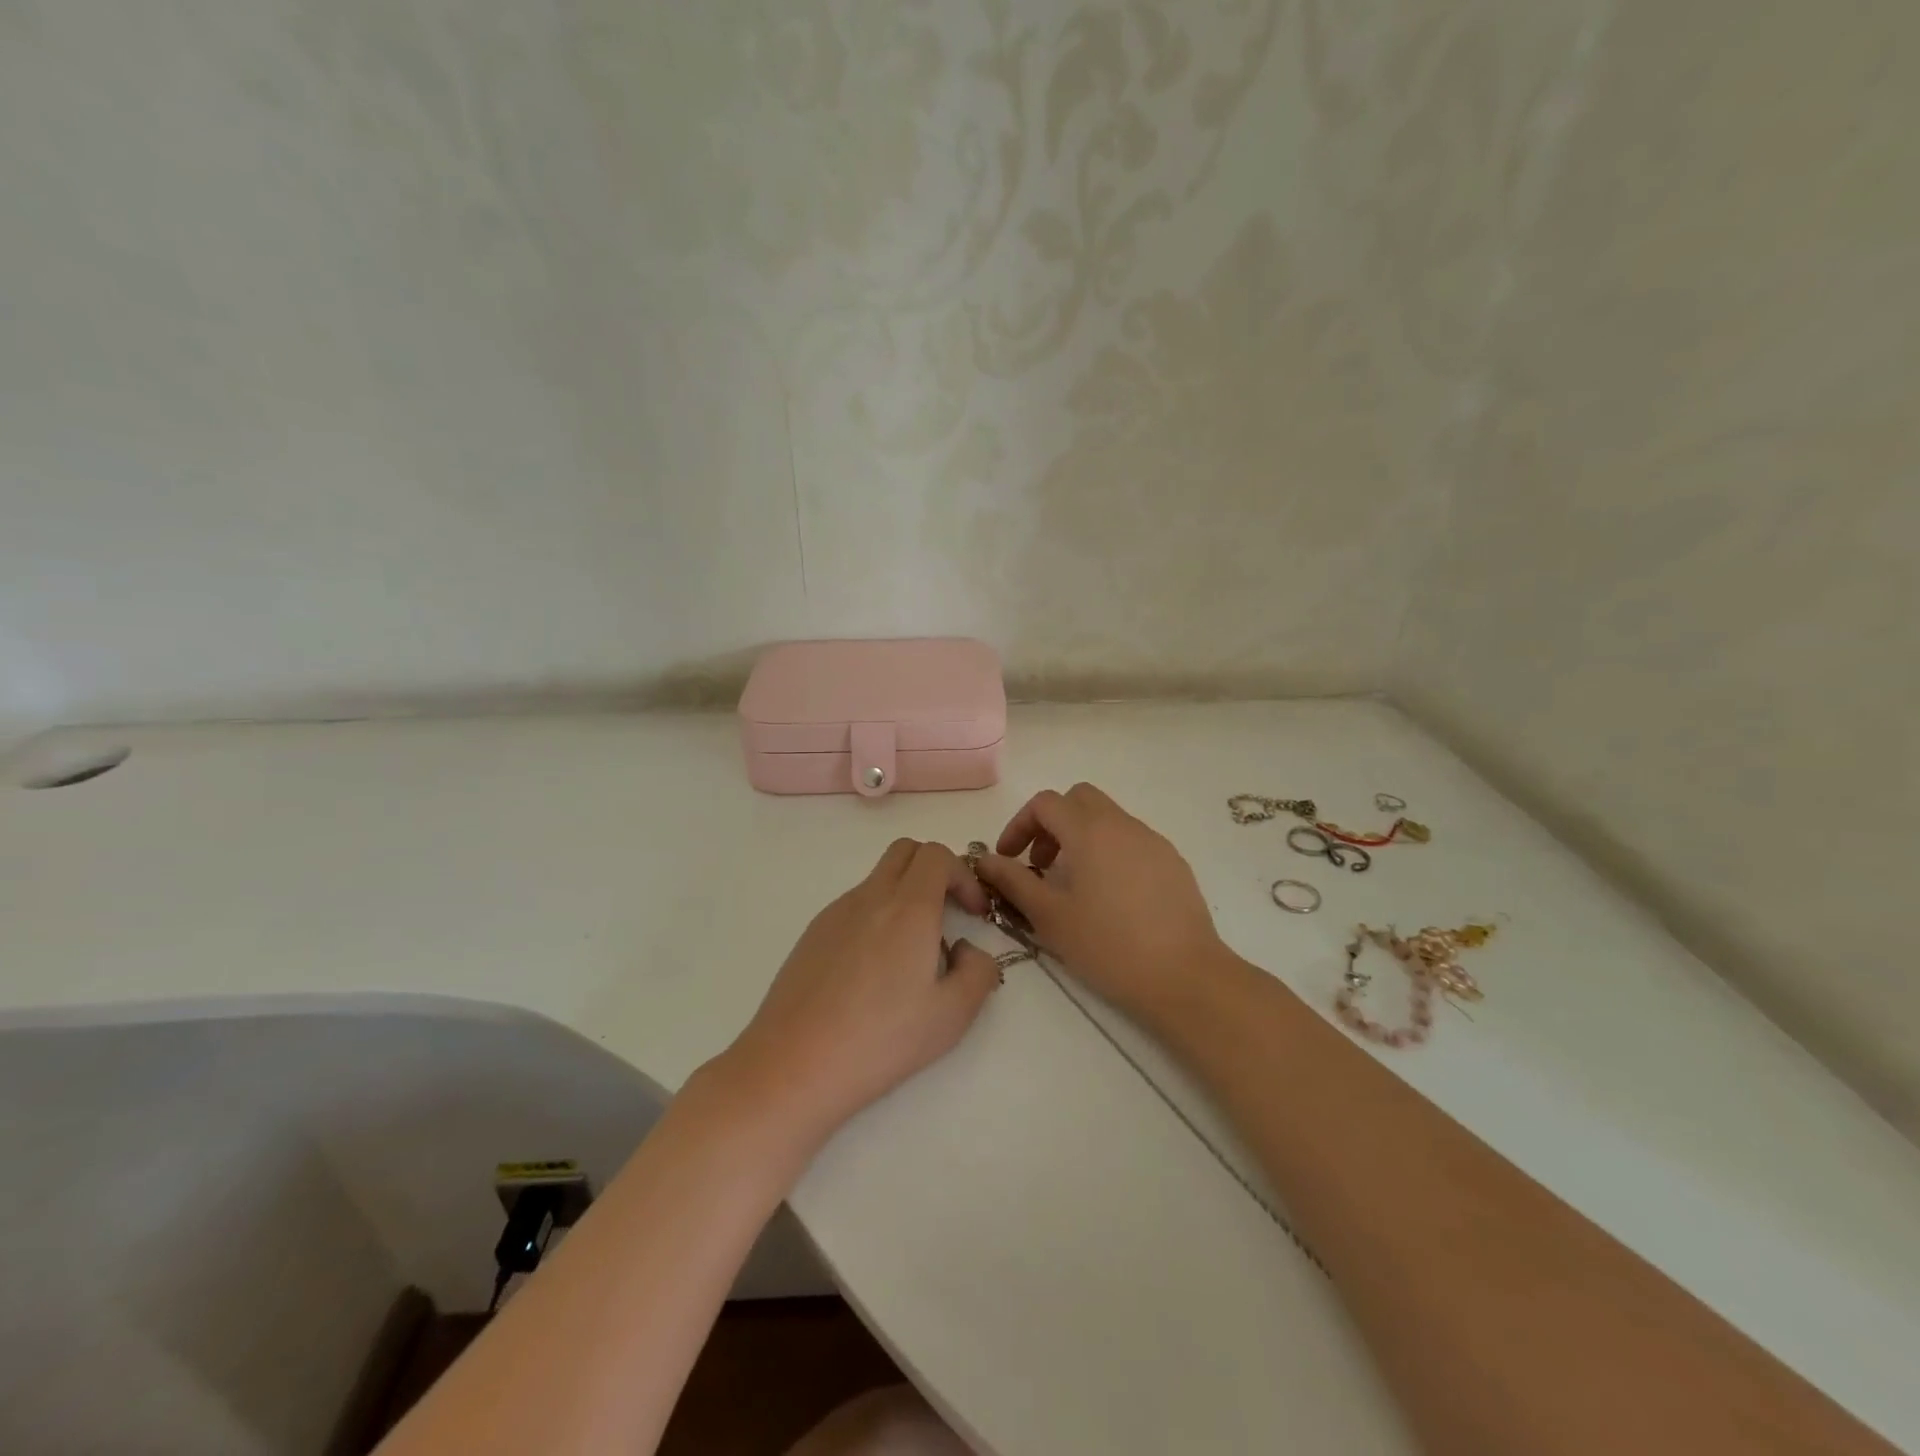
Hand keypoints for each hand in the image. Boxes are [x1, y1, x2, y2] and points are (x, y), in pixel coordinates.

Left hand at [717, 839, 1000, 1144]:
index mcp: (908, 908)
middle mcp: (870, 897)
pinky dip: (876, 916)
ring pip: (878, 878)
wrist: (793, 1065)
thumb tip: (967, 950)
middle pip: (905, 851)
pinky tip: (873, 972)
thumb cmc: (880, 1041)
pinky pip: (854, 906)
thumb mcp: (951, 1016)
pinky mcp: (812, 934)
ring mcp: (835, 912)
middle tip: (948, 914)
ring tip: (911, 955)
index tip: (974, 914)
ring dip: (905, 895)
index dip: (964, 876)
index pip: (938, 855)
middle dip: (935, 870)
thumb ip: (979, 972)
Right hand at [975, 783, 1227, 1021]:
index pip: (1045, 803)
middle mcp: (1123, 824)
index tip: (1009, 859)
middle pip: (1079, 799)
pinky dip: (1109, 852)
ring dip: (1081, 837)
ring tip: (1073, 884)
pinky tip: (1110, 897)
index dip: (1019, 825)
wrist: (1185, 976)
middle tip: (1041, 864)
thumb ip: (1013, 881)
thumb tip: (984, 860)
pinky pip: (1132, 840)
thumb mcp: (1049, 917)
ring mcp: (1153, 841)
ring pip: (1108, 819)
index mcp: (1090, 831)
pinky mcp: (1173, 862)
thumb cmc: (1108, 946)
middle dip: (1052, 823)